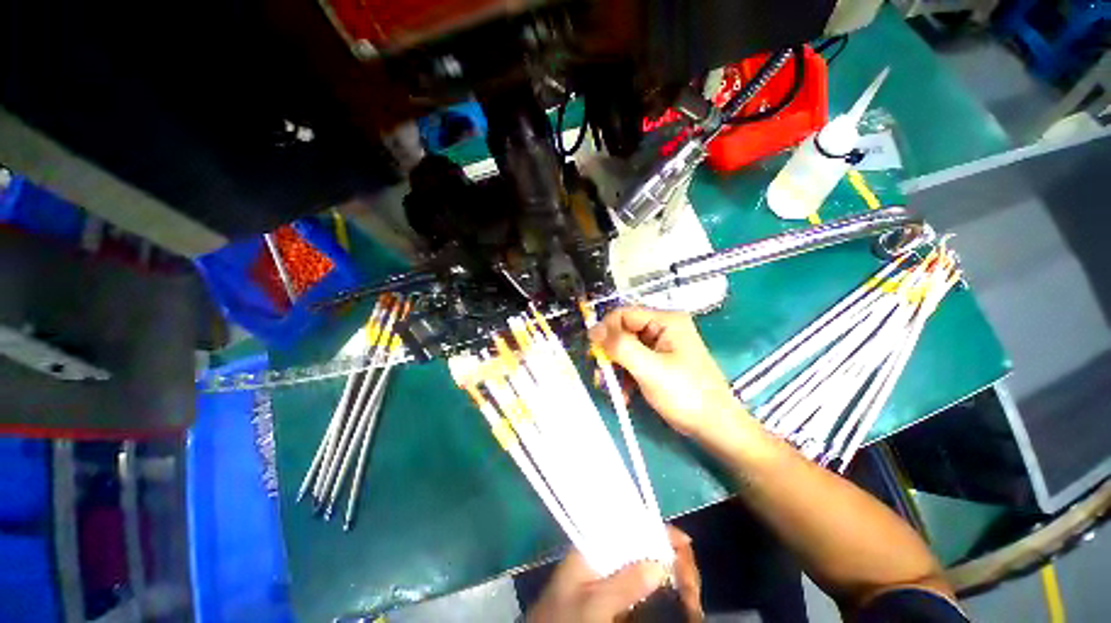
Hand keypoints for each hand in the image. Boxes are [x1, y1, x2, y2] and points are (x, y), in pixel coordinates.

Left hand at [528, 527, 702, 622]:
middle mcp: (601, 551)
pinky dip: (656, 583)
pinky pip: (638, 579)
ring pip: (642, 559)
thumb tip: (660, 563)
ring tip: (687, 587)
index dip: (656, 529)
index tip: (683, 543)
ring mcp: (606, 571)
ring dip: (665, 568)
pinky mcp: (610, 589)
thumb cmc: (565, 618)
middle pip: (639, 540)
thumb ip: (624, 583)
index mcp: (592, 544)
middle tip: (689, 577)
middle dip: (666, 553)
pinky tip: (670, 589)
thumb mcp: (593, 603)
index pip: (628, 523)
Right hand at [588, 307, 742, 438]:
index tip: (594, 352)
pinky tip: (624, 394)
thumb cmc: (686, 395)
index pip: (624, 314)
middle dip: (610, 354)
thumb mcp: (650, 369)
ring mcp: (661, 345)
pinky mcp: (659, 361)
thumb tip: (593, 330)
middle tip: (601, 375)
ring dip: (616, 369)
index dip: (606, 330)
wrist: (715, 427)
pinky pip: (633, 361)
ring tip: (612, 390)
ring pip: (625, 348)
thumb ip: (620, 346)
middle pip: (623, 331)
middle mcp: (663, 327)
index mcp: (666, 320)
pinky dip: (625, 376)